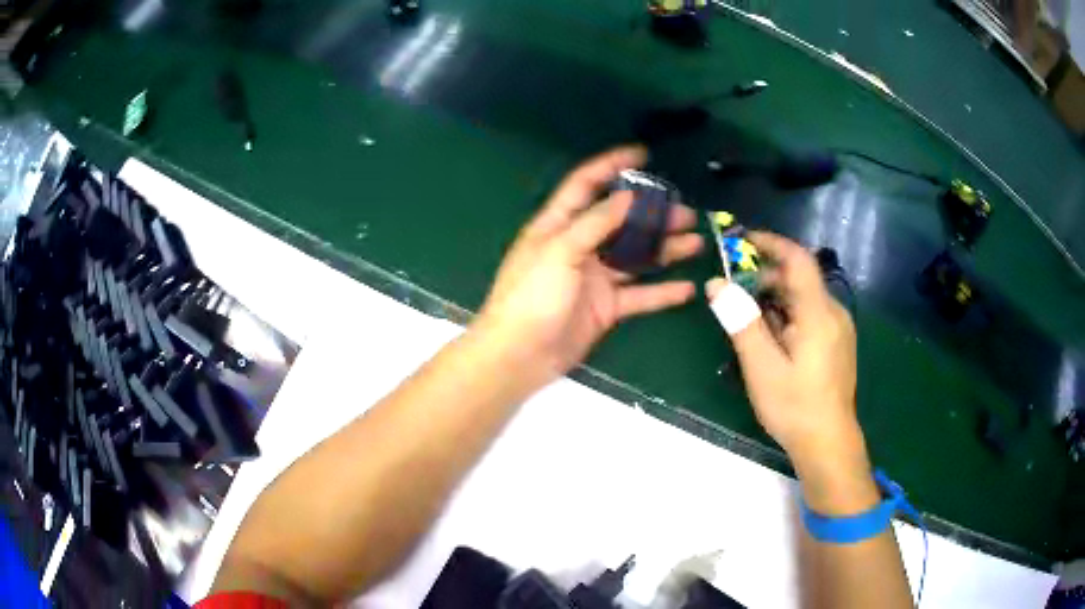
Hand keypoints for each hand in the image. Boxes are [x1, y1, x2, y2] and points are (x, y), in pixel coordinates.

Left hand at [474, 146, 702, 388]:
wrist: (520, 355)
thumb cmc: (531, 296)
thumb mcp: (560, 250)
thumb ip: (596, 222)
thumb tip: (630, 196)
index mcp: (559, 225)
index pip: (586, 185)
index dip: (611, 165)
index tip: (642, 154)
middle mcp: (579, 246)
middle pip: (620, 222)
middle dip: (652, 214)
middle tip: (685, 212)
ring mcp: (594, 278)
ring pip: (635, 257)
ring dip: (664, 249)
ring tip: (696, 241)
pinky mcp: (606, 307)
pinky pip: (639, 296)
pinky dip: (662, 292)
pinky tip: (688, 288)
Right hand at [706, 232, 858, 464]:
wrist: (828, 443)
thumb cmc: (794, 406)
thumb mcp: (761, 366)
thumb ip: (740, 322)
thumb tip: (716, 283)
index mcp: (818, 313)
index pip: (798, 259)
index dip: (771, 243)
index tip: (741, 241)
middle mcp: (833, 313)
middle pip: (799, 278)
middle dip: (766, 277)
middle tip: (735, 292)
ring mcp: (838, 329)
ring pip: (803, 298)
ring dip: (774, 298)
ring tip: (749, 321)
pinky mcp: (837, 343)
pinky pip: (810, 315)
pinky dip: (787, 314)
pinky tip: (772, 340)